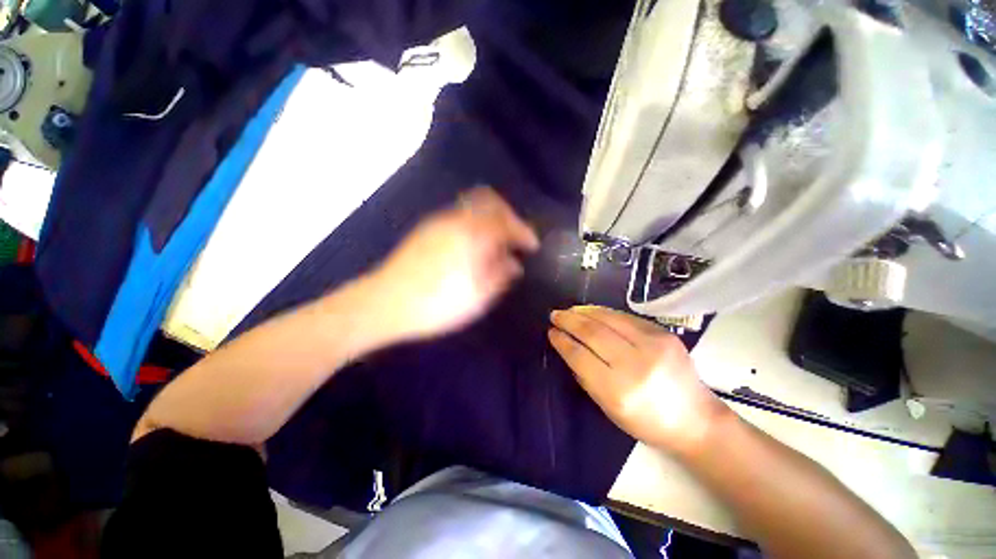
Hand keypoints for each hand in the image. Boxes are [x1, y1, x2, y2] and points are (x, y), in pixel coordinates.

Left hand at [366, 187, 539, 342]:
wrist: (385, 303)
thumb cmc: (437, 304)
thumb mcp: (478, 296)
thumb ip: (501, 275)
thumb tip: (514, 264)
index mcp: (473, 234)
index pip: (507, 222)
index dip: (524, 232)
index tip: (532, 246)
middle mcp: (457, 220)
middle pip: (489, 201)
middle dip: (507, 215)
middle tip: (514, 236)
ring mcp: (439, 222)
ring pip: (472, 207)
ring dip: (489, 219)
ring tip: (495, 244)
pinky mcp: (426, 230)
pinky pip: (458, 217)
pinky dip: (473, 225)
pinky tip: (472, 247)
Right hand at [548, 306, 729, 455]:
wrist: (696, 419)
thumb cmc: (647, 422)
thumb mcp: (608, 409)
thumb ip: (585, 377)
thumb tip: (568, 348)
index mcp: (618, 390)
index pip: (580, 356)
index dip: (562, 341)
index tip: (551, 332)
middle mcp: (635, 364)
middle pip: (593, 332)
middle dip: (569, 321)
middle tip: (555, 315)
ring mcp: (652, 345)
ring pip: (608, 319)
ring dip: (584, 312)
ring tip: (569, 310)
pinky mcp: (663, 333)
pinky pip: (625, 317)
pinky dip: (603, 312)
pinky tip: (591, 311)